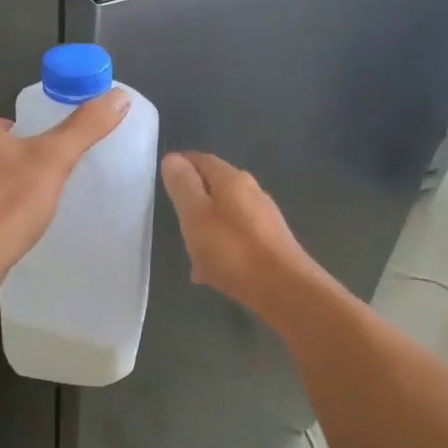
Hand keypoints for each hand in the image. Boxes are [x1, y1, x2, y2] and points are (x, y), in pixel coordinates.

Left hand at [0, 90, 130, 285]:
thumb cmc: (10, 202)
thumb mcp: (55, 159)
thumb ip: (85, 126)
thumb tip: (119, 96)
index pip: (8, 127)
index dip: (30, 145)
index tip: (46, 167)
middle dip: (12, 168)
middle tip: (38, 190)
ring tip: (21, 213)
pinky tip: (0, 232)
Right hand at [160, 151, 323, 314]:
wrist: (285, 289)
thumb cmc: (233, 250)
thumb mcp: (196, 216)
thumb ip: (183, 186)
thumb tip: (172, 158)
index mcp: (232, 180)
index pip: (203, 160)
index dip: (182, 165)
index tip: (163, 179)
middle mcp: (252, 192)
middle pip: (215, 187)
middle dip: (193, 199)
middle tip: (173, 217)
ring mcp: (264, 218)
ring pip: (226, 214)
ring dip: (206, 226)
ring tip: (189, 250)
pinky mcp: (271, 242)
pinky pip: (237, 237)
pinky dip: (221, 246)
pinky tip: (212, 270)